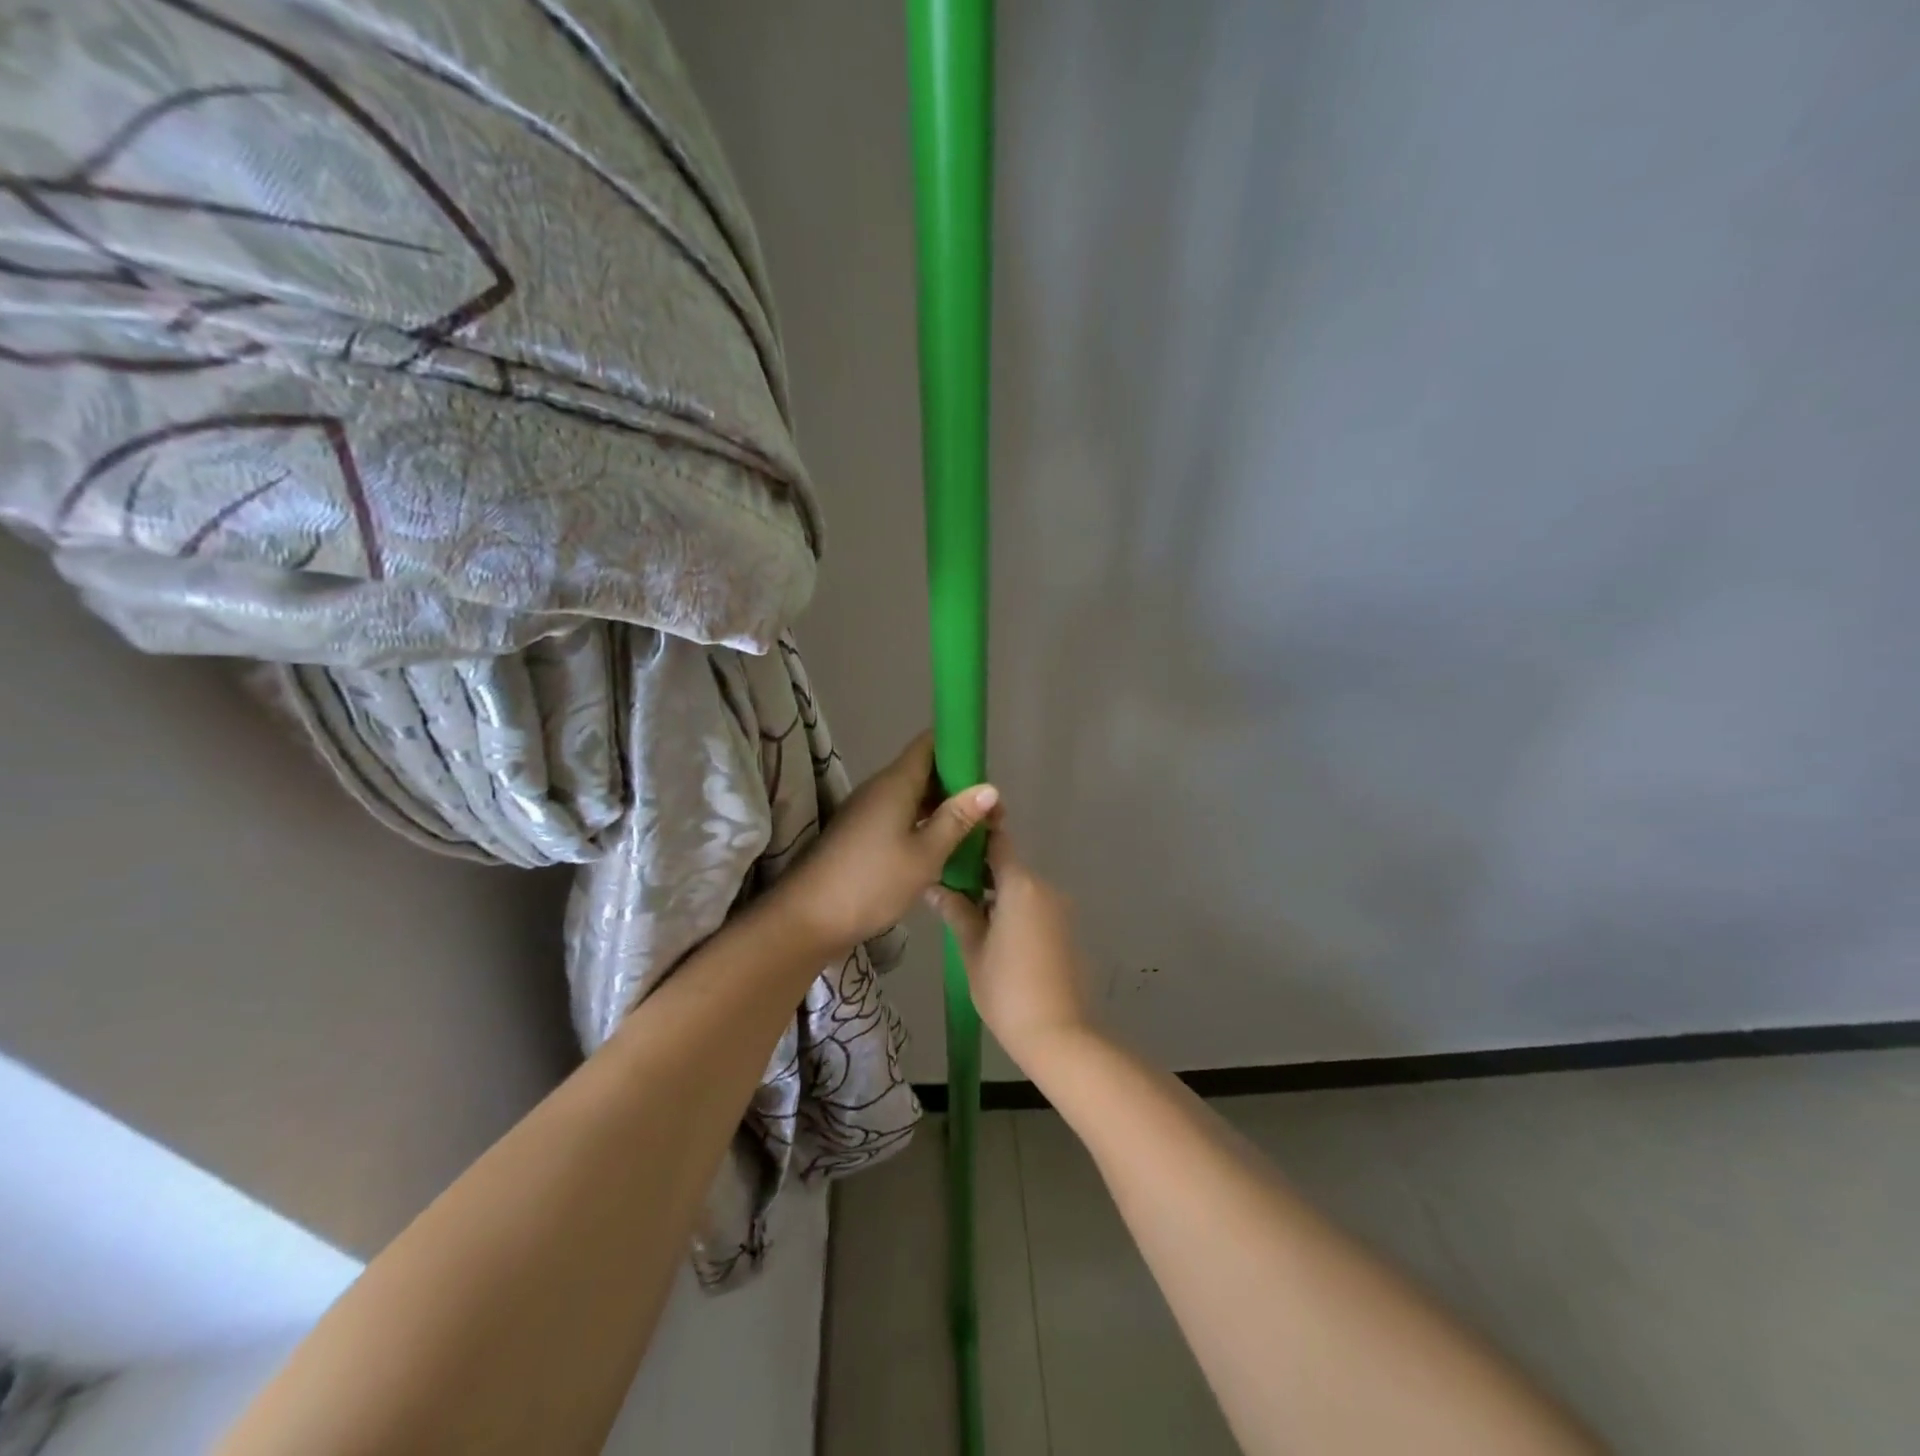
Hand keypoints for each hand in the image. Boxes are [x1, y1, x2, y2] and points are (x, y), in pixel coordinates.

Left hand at [775, 732, 999, 955]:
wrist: (808, 918)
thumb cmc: (872, 883)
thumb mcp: (925, 854)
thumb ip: (956, 819)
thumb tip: (989, 788)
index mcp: (895, 783)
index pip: (929, 744)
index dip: (959, 747)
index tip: (987, 769)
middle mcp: (879, 788)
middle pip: (924, 771)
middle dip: (959, 786)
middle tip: (991, 813)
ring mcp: (867, 811)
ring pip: (913, 797)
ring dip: (943, 809)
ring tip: (975, 832)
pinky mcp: (861, 833)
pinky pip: (900, 816)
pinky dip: (924, 824)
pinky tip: (943, 848)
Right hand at [926, 829, 1097, 1071]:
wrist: (1059, 1035)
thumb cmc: (1007, 990)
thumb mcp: (972, 950)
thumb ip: (956, 911)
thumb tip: (934, 888)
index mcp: (1021, 885)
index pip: (998, 842)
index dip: (976, 836)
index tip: (954, 841)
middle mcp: (1046, 888)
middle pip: (1010, 867)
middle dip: (981, 873)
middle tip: (950, 889)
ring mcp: (1062, 910)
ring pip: (1024, 890)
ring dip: (999, 895)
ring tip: (969, 916)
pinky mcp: (1069, 931)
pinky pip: (1037, 909)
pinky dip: (1017, 913)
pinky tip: (997, 937)